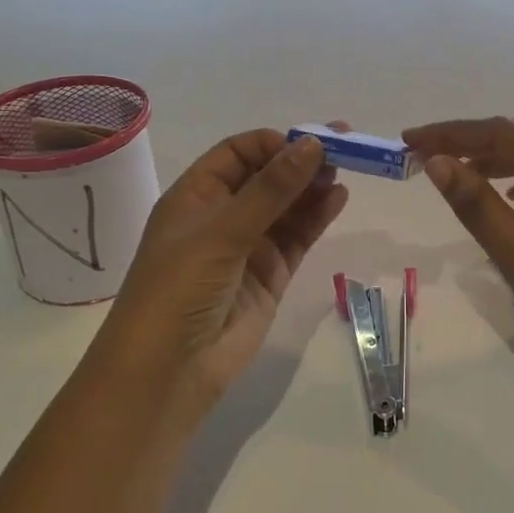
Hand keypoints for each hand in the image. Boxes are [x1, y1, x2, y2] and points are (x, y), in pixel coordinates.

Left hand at [88, 129, 347, 412]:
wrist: (169, 371)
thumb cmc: (179, 289)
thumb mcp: (222, 232)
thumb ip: (271, 190)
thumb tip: (313, 144)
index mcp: (195, 197)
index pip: (237, 153)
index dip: (273, 143)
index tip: (310, 140)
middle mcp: (222, 216)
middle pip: (267, 177)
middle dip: (301, 161)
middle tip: (344, 148)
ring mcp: (248, 246)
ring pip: (287, 206)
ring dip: (312, 187)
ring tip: (344, 172)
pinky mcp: (270, 274)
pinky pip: (297, 237)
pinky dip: (317, 217)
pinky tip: (338, 199)